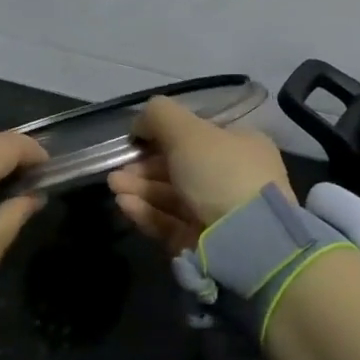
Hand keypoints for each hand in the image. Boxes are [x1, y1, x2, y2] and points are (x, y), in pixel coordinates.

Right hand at [107, 95, 292, 255]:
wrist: (245, 243)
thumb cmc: (220, 173)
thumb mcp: (189, 131)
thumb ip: (160, 116)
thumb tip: (140, 122)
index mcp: (240, 147)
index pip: (197, 137)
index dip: (163, 135)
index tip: (136, 139)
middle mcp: (231, 179)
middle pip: (179, 168)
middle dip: (144, 166)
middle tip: (118, 168)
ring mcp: (217, 214)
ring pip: (171, 196)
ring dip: (139, 188)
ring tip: (114, 185)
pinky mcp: (201, 243)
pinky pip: (169, 222)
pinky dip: (146, 212)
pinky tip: (124, 204)